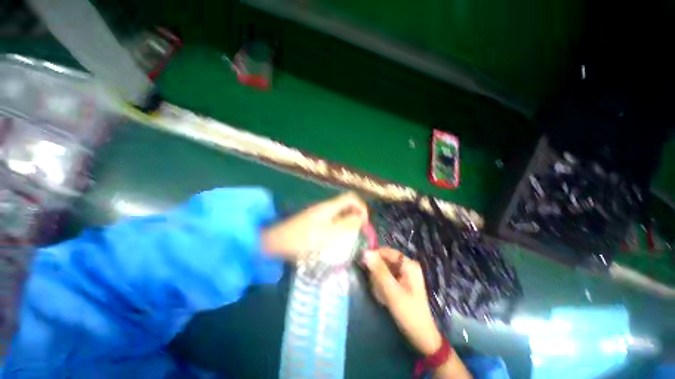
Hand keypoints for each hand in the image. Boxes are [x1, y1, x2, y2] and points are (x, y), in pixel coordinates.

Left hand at [262, 192, 367, 259]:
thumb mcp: (329, 233)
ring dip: (348, 221)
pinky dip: (338, 225)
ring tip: (350, 235)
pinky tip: (336, 237)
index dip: (362, 207)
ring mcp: (318, 212)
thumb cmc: (304, 238)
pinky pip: (332, 219)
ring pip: (339, 212)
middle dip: (356, 215)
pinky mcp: (313, 220)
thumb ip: (347, 224)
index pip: (351, 197)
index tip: (365, 223)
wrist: (276, 241)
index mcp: (330, 206)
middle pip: (346, 204)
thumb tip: (361, 217)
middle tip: (359, 231)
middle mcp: (325, 206)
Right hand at [362, 248, 441, 354]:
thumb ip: (379, 271)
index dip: (374, 255)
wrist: (420, 335)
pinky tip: (383, 296)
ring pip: (384, 269)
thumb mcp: (391, 291)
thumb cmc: (408, 313)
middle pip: (385, 260)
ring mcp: (405, 274)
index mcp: (409, 265)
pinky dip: (382, 285)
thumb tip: (365, 253)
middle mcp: (407, 266)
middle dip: (377, 272)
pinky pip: (386, 277)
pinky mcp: (401, 282)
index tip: (362, 263)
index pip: (387, 252)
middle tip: (375, 285)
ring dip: (378, 280)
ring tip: (380, 294)